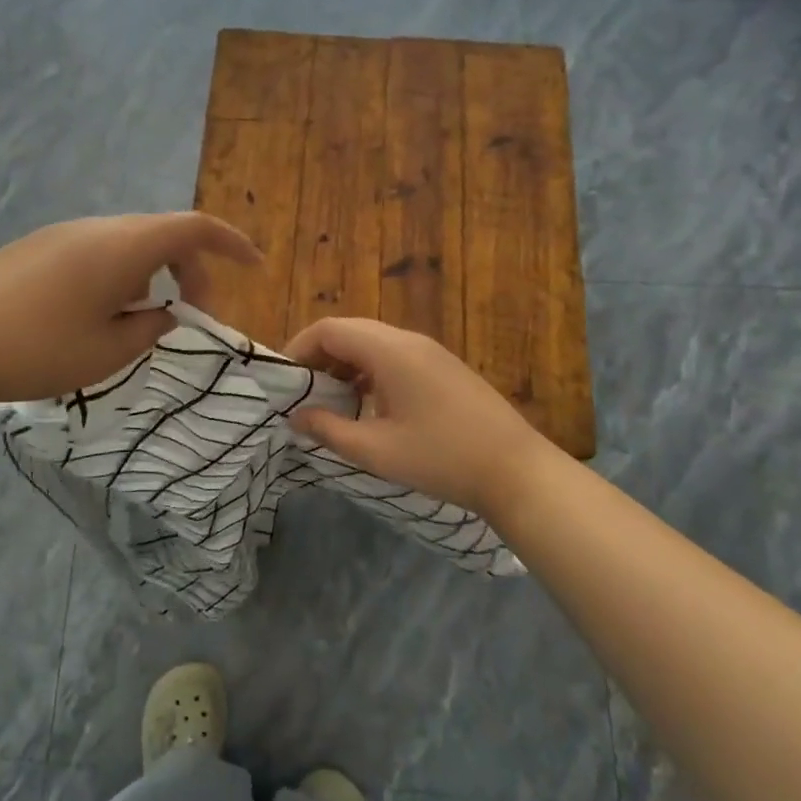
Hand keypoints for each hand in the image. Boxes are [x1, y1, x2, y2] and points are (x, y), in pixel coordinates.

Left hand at [0, 213, 259, 408]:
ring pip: (127, 243)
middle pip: (161, 233)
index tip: (255, 266)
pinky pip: (96, 251)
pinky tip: (97, 314)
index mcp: (121, 246)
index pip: (193, 227)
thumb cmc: (35, 350)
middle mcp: (94, 228)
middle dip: (190, 268)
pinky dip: (119, 274)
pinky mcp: (36, 249)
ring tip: (140, 320)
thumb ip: (149, 328)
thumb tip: (163, 314)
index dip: (231, 243)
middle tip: (191, 314)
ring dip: (151, 274)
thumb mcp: (107, 352)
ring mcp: (61, 234)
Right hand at [284, 317, 553, 517]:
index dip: (298, 349)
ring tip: (330, 402)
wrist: (517, 470)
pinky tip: (367, 405)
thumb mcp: (376, 450)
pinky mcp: (443, 368)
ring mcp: (430, 352)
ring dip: (344, 365)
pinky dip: (368, 372)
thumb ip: (328, 429)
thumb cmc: (441, 457)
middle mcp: (408, 340)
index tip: (284, 381)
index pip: (329, 329)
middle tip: (302, 392)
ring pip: (372, 344)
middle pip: (349, 331)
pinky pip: (394, 356)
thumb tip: (296, 417)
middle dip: (319, 357)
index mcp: (389, 350)